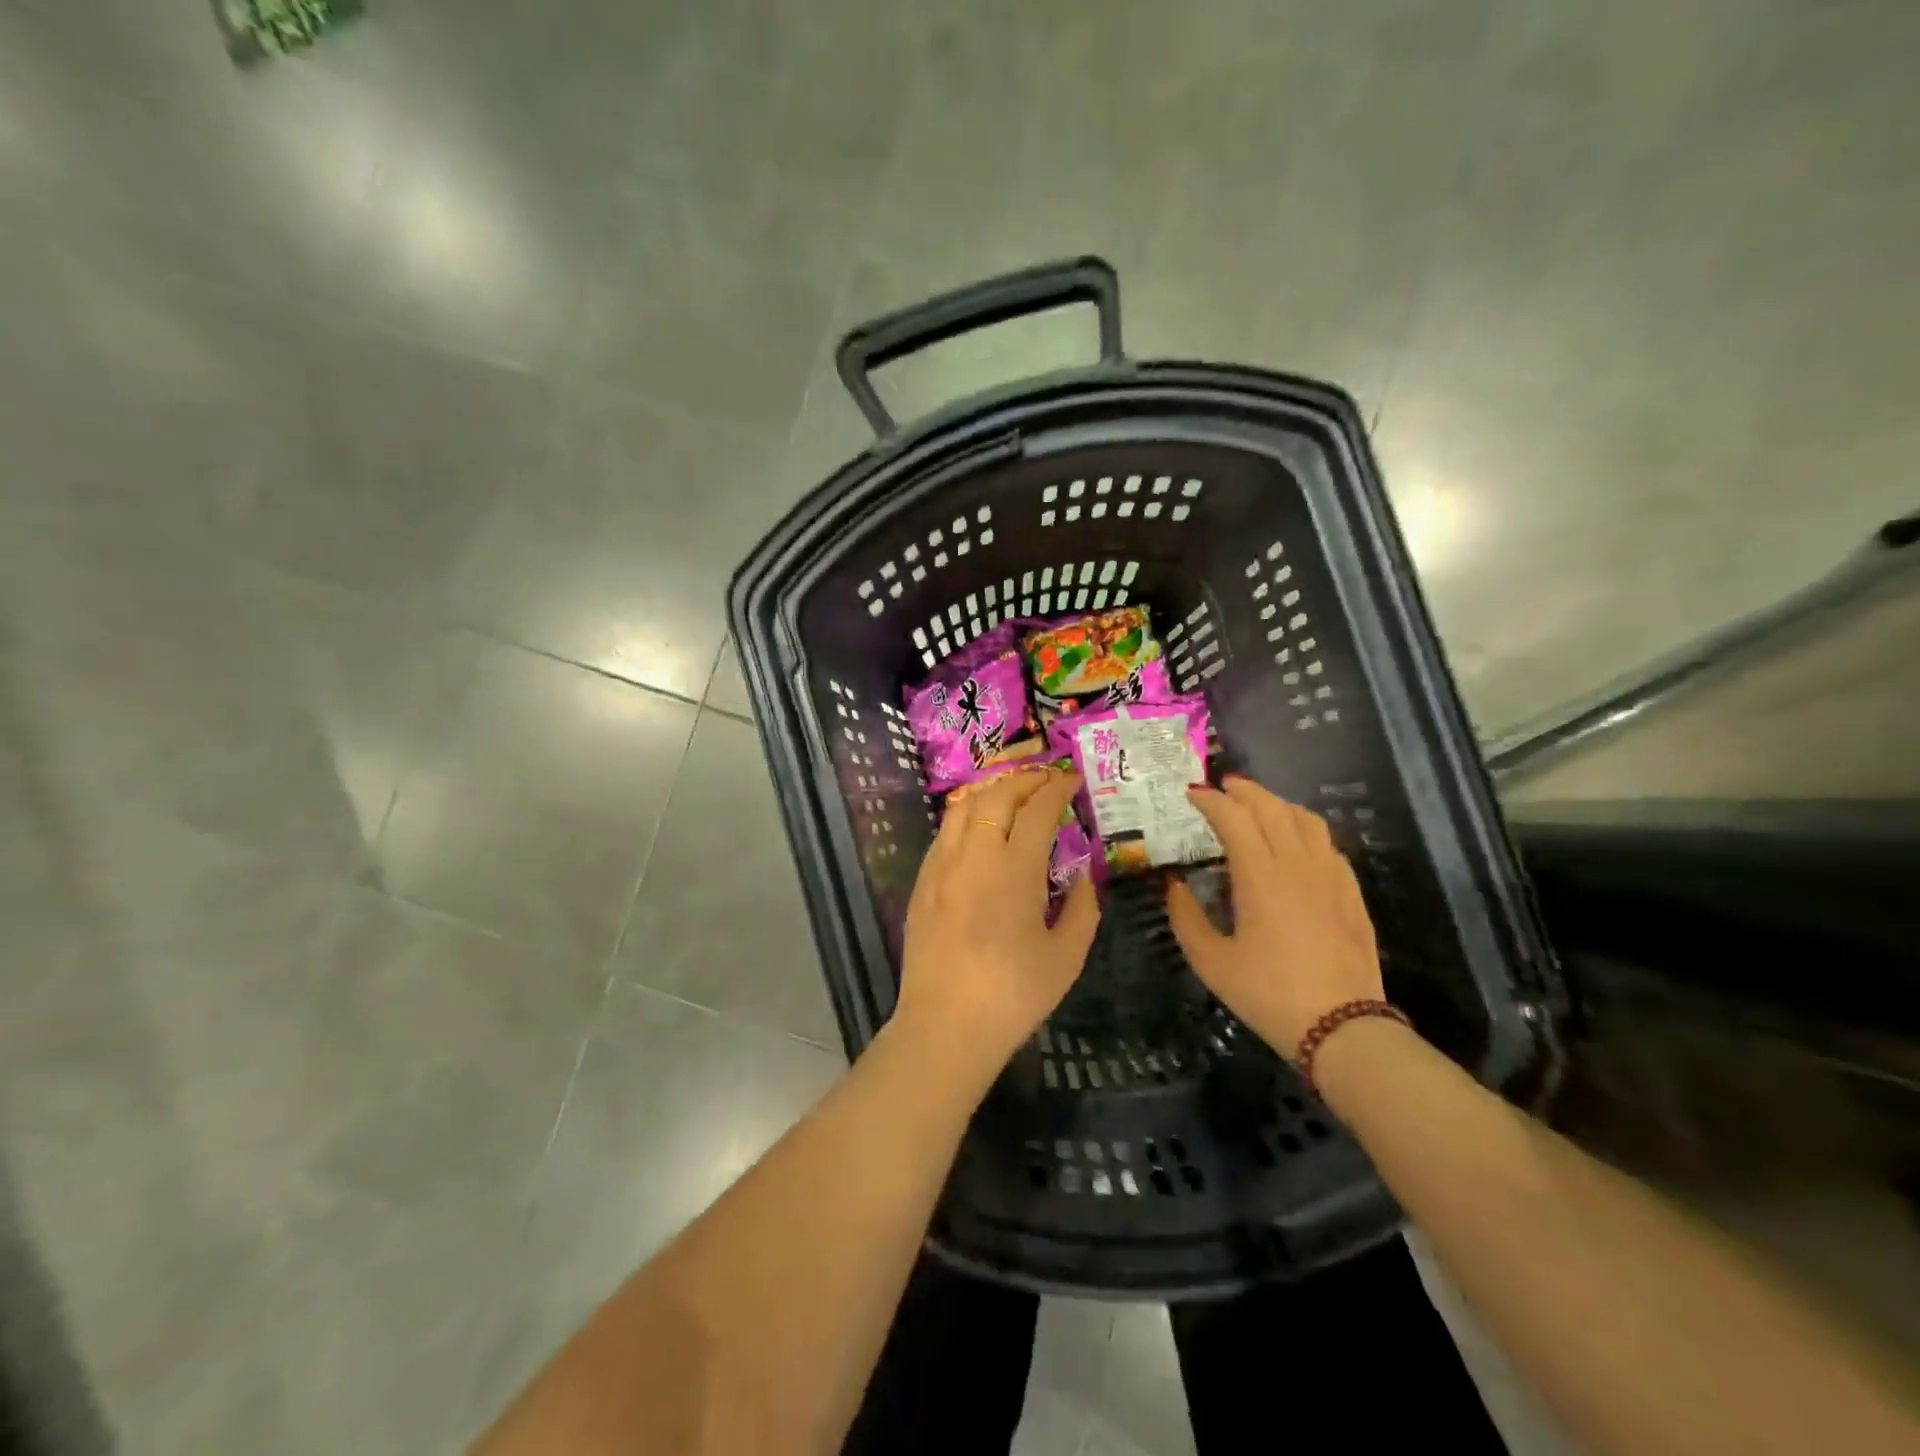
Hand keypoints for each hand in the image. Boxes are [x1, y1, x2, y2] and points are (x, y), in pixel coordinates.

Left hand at [893, 767, 1100, 1070]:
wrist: (946, 1025)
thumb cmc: (1013, 995)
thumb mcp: (1067, 956)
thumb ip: (1083, 907)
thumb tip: (1085, 875)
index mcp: (1013, 869)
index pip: (1037, 810)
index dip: (1057, 788)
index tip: (1072, 779)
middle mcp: (973, 855)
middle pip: (996, 795)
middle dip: (1025, 780)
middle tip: (1047, 780)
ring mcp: (940, 866)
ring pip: (963, 806)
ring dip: (992, 791)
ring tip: (1013, 794)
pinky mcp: (921, 882)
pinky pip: (945, 831)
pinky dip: (966, 815)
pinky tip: (979, 828)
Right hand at [1166, 775, 1384, 1053]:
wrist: (1342, 1028)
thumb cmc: (1267, 994)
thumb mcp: (1210, 961)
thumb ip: (1185, 917)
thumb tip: (1174, 884)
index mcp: (1259, 877)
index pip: (1234, 819)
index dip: (1210, 800)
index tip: (1191, 794)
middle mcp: (1296, 865)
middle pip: (1271, 808)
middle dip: (1244, 791)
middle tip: (1222, 788)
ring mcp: (1330, 876)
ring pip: (1305, 820)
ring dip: (1277, 804)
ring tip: (1258, 806)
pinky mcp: (1351, 893)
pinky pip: (1328, 844)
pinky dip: (1305, 829)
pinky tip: (1296, 842)